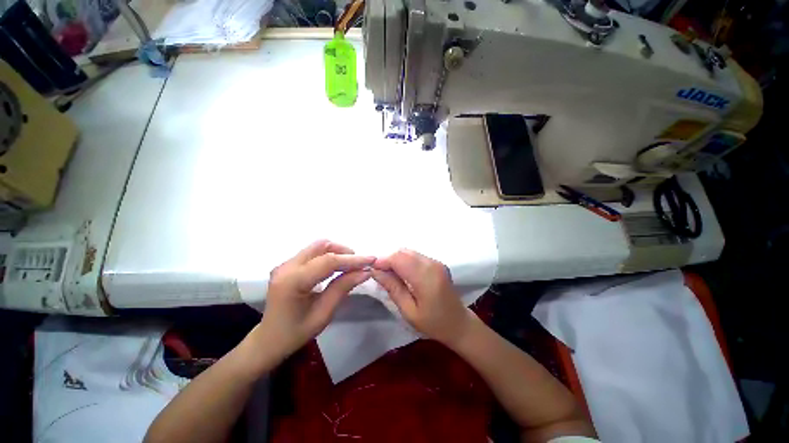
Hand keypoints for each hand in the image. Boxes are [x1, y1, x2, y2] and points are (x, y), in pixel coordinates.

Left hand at [256, 240, 373, 360]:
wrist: (268, 340)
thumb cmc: (295, 333)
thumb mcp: (323, 314)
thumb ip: (343, 288)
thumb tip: (365, 272)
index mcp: (293, 281)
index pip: (328, 261)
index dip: (352, 260)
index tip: (371, 260)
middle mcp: (286, 267)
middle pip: (322, 246)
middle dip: (344, 251)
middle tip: (359, 264)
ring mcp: (285, 264)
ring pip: (317, 246)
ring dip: (337, 252)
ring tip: (350, 265)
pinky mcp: (288, 265)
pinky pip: (313, 252)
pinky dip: (328, 256)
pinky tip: (337, 267)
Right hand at [371, 249, 473, 345]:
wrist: (459, 323)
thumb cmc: (433, 323)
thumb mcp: (409, 311)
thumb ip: (393, 288)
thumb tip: (375, 272)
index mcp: (426, 278)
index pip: (399, 259)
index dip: (383, 261)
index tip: (372, 269)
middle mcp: (432, 264)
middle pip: (403, 252)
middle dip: (389, 259)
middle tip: (380, 273)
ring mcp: (436, 262)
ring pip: (409, 252)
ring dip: (397, 259)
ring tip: (390, 274)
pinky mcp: (437, 263)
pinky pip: (416, 256)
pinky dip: (405, 260)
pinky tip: (402, 273)